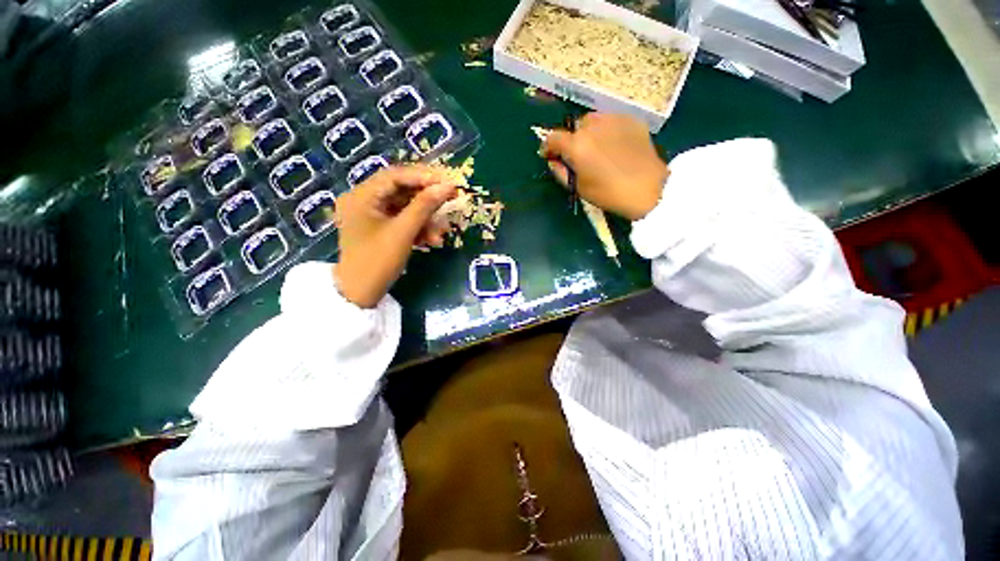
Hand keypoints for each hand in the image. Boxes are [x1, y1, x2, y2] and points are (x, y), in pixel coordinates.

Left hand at [335, 165, 457, 307]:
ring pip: (405, 207)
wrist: (361, 294)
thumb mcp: (403, 232)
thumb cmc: (377, 262)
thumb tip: (447, 187)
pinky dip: (418, 228)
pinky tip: (431, 240)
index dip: (423, 177)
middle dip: (428, 201)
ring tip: (441, 234)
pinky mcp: (380, 228)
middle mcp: (363, 200)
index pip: (395, 176)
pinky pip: (403, 220)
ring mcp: (371, 215)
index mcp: (361, 196)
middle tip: (452, 201)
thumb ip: (425, 206)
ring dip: (426, 219)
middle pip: (402, 191)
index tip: (448, 183)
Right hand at [542, 113, 668, 220]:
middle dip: (572, 140)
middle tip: (578, 156)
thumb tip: (553, 161)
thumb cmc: (608, 193)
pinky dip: (607, 131)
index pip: (553, 137)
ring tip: (597, 149)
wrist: (647, 188)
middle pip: (574, 127)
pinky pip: (612, 121)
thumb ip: (561, 171)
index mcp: (577, 145)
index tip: (549, 156)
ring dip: (589, 133)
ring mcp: (614, 119)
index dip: (547, 147)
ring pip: (593, 121)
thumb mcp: (578, 187)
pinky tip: (614, 146)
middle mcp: (593, 126)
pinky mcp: (631, 119)